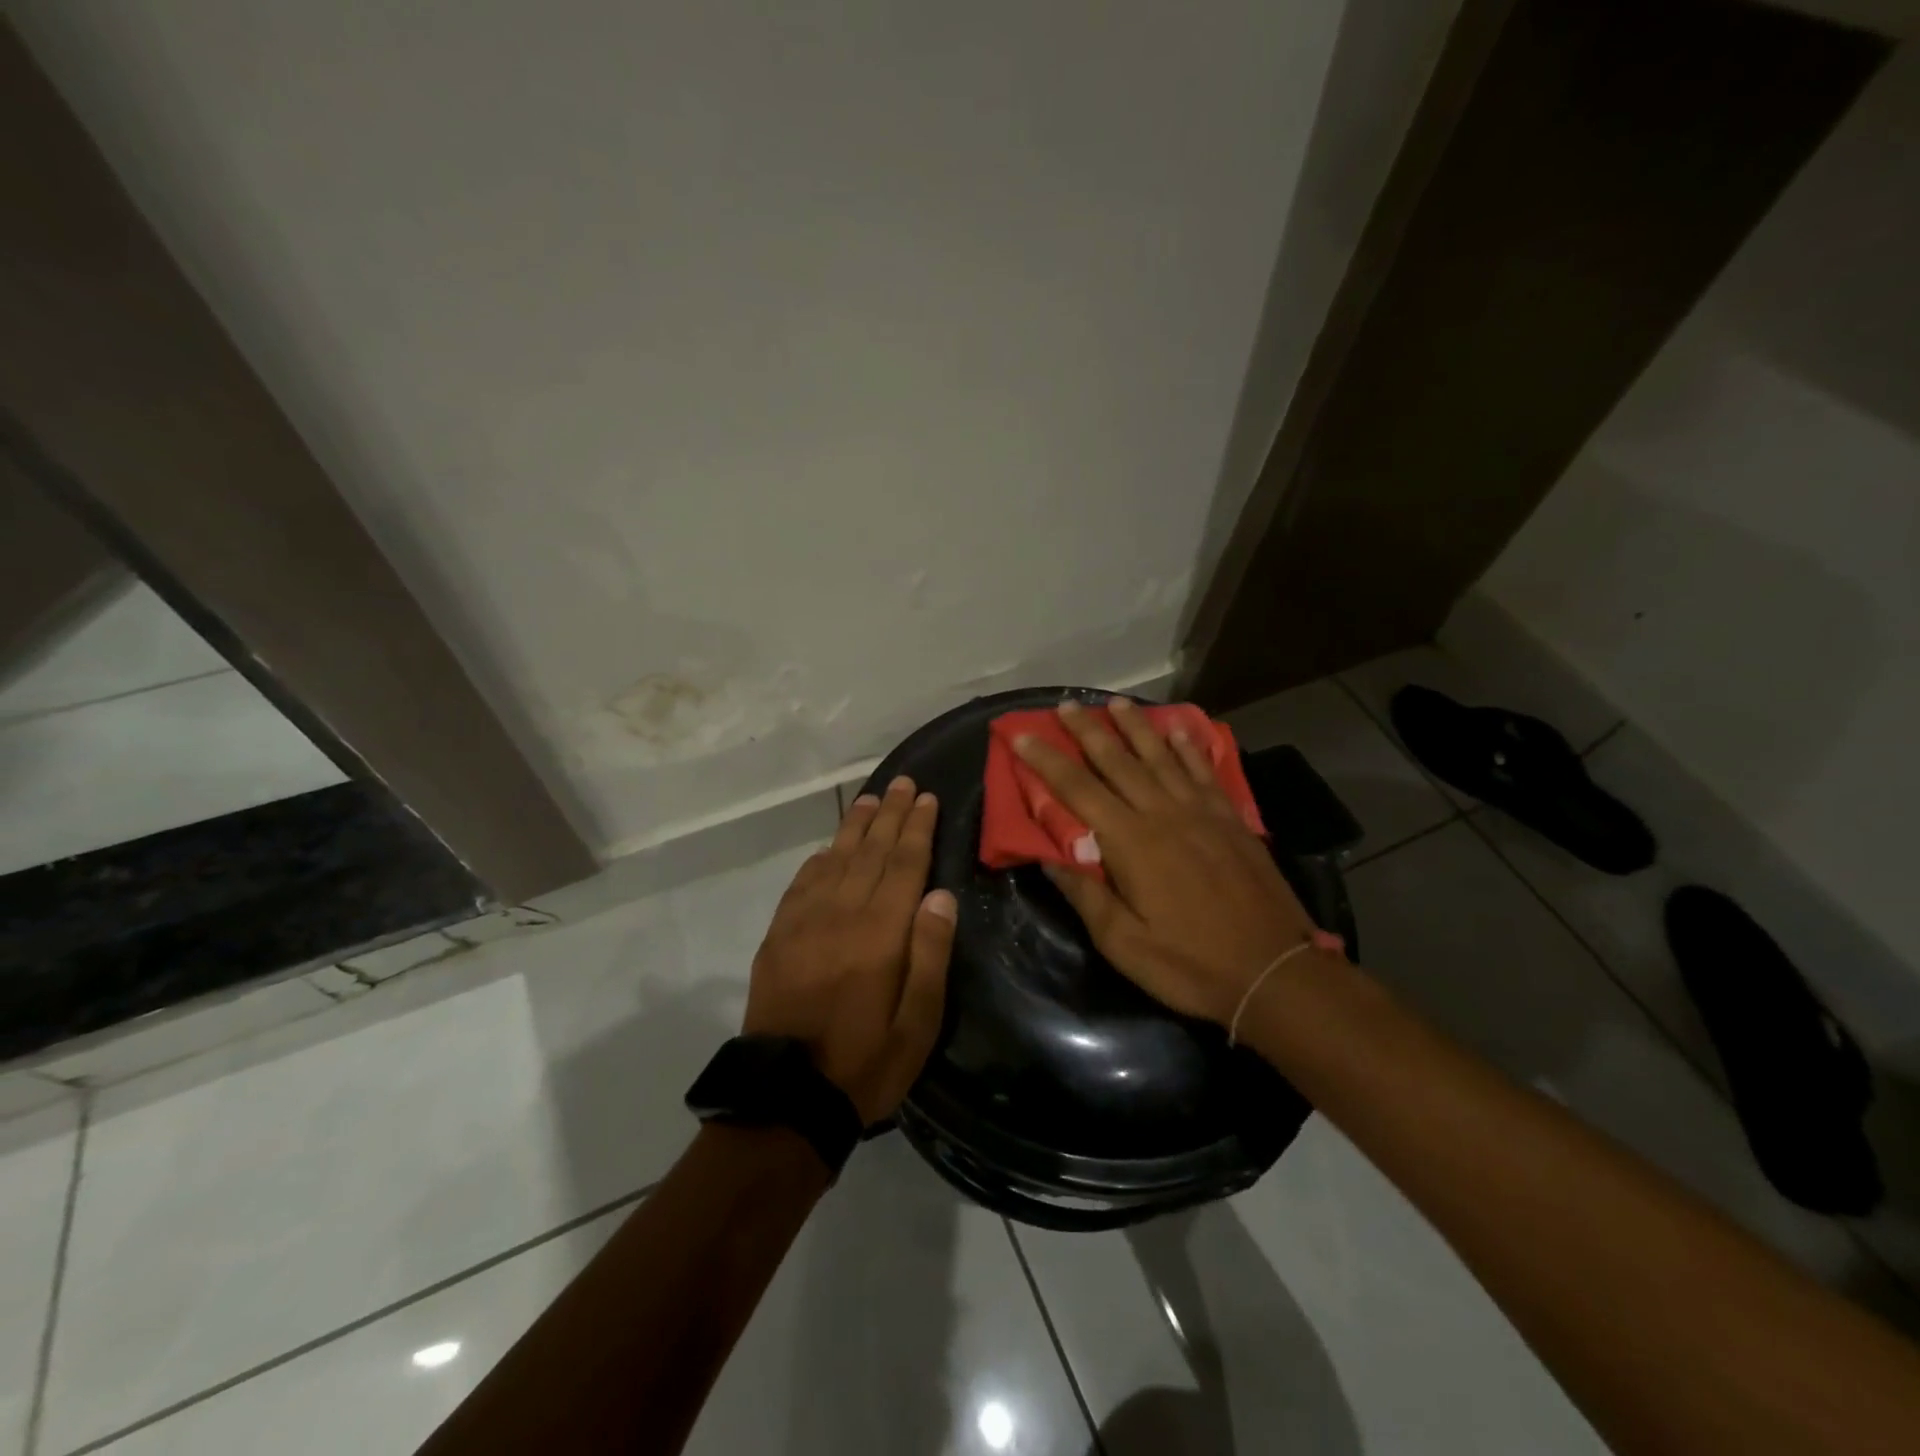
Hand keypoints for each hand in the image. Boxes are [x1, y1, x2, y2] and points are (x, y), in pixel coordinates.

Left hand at [744, 775, 956, 1124]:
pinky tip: (830, 848)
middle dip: (890, 814)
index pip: (904, 864)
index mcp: (880, 933)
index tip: (926, 798)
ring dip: (855, 826)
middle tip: (903, 783)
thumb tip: (940, 895)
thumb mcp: (917, 1024)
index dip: (917, 828)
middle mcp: (842, 914)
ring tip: (871, 799)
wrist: (785, 1098)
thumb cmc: (865, 1063)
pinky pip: (803, 883)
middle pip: (870, 851)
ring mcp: (804, 922)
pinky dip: (820, 859)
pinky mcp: (779, 936)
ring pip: (836, 859)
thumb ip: (930, 955)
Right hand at [1016, 698, 1331, 1026]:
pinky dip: (1189, 747)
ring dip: (1136, 727)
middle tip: (1066, 705)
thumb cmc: (1190, 963)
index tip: (1022, 736)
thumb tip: (1048, 857)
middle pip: (1118, 761)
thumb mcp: (1123, 943)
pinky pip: (1205, 771)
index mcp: (1131, 842)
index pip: (1078, 790)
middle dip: (1088, 731)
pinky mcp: (1231, 819)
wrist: (1275, 971)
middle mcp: (1164, 814)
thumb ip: (1085, 895)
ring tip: (1116, 703)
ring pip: (1161, 757)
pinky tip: (1180, 729)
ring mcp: (1202, 812)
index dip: (1047, 760)